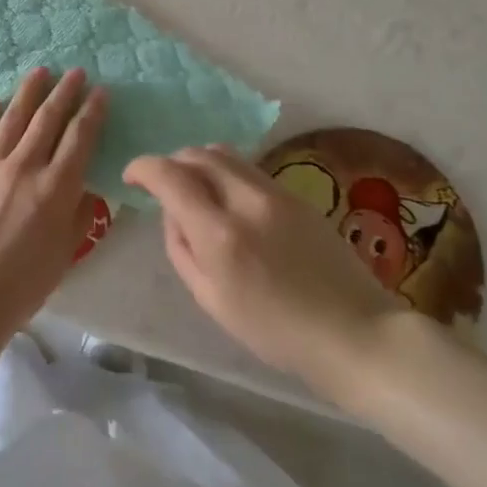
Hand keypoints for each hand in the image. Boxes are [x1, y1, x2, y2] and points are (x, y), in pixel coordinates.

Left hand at [0, 68, 107, 334]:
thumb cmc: (23, 284)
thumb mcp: (65, 252)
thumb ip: (80, 214)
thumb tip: (87, 187)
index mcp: (55, 188)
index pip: (79, 138)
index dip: (92, 112)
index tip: (100, 92)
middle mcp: (24, 167)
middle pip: (48, 119)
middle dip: (65, 92)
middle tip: (75, 72)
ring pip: (13, 118)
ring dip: (29, 92)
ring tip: (40, 71)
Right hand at [124, 146, 408, 413]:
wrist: (354, 332)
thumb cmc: (275, 331)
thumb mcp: (210, 299)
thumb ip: (181, 249)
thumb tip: (172, 213)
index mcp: (219, 233)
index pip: (169, 176)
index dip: (142, 168)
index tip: (132, 177)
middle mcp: (246, 200)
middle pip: (197, 154)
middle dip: (171, 161)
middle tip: (163, 185)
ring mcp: (276, 192)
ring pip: (224, 153)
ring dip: (199, 162)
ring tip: (196, 188)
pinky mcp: (297, 194)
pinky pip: (249, 168)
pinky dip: (226, 172)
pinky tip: (230, 200)